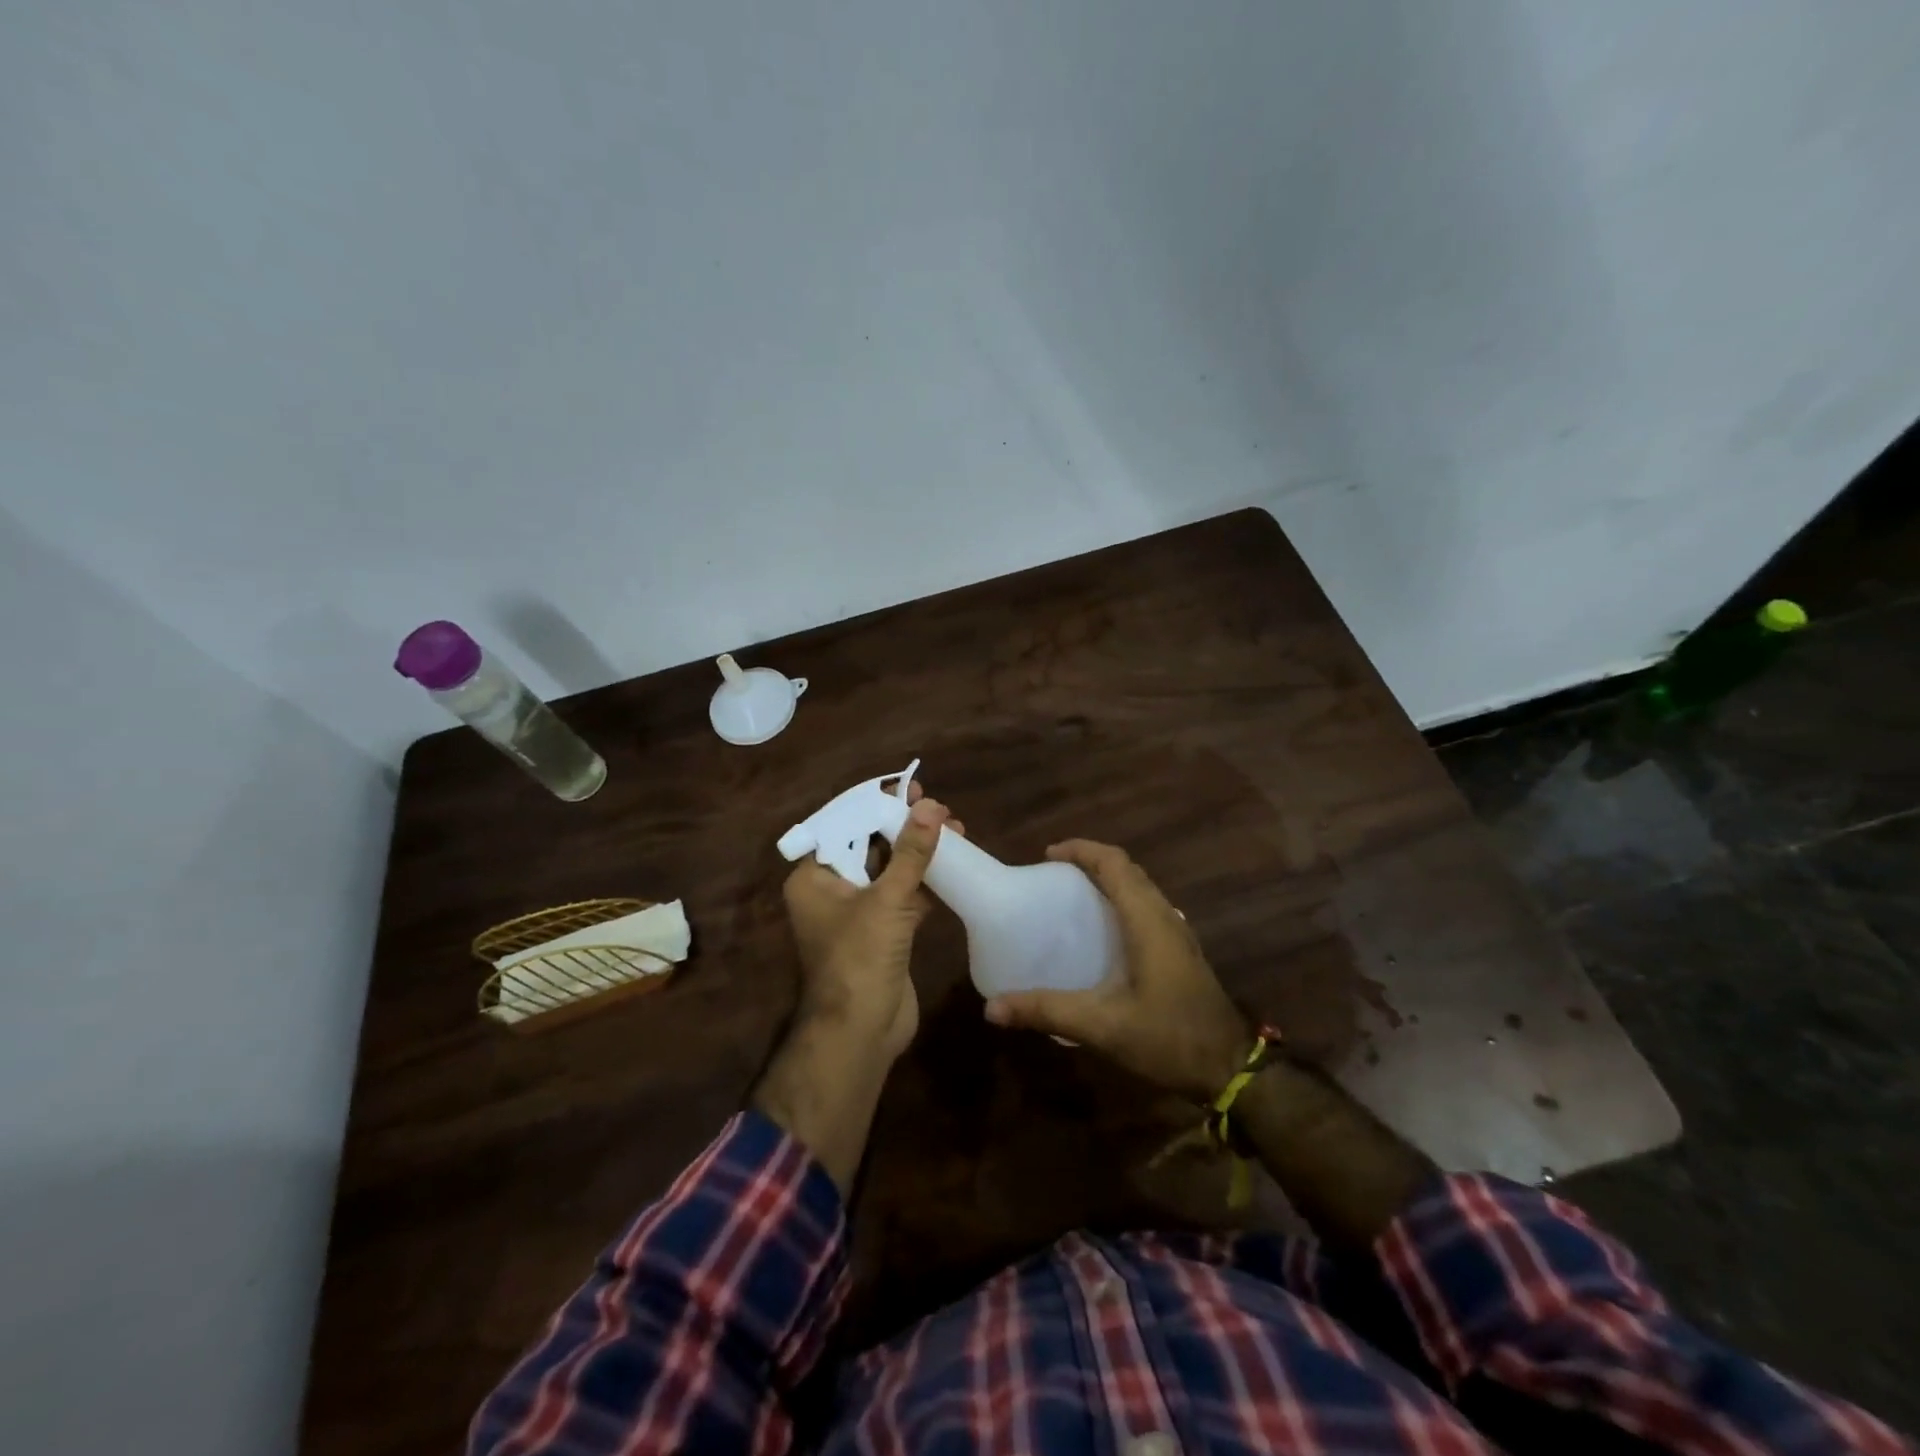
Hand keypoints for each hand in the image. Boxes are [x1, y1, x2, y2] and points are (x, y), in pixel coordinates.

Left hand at [781, 791, 954, 1060]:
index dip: (874, 805)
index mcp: (814, 879)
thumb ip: (910, 852)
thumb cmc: (860, 957)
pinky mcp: (885, 933)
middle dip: (903, 826)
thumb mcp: (886, 899)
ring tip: (954, 826)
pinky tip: (955, 861)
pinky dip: (927, 880)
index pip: (843, 828)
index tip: (906, 787)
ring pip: (891, 871)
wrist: (862, 1032)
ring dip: (919, 851)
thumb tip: (931, 805)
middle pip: (869, 846)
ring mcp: (860, 914)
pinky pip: (906, 896)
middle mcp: (833, 892)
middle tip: (935, 804)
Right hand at [983, 840, 1251, 1101]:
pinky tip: (1104, 932)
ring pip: (1140, 888)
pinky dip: (1121, 902)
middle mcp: (1165, 916)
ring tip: (1073, 897)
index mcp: (1147, 920)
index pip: (1115, 863)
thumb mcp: (1103, 1026)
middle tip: (1053, 876)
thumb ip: (1048, 1012)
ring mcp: (1178, 933)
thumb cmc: (1169, 1038)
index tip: (1047, 856)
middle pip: (1128, 870)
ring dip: (1108, 881)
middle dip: (1091, 862)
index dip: (1081, 850)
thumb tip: (992, 1008)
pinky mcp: (1181, 951)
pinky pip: (1147, 908)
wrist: (1230, 1069)